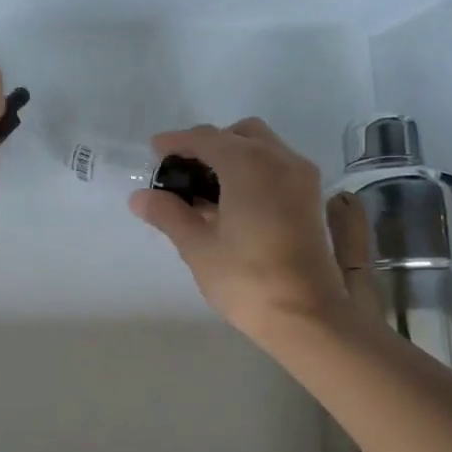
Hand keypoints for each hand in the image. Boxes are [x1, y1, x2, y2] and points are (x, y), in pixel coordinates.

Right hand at [130, 118, 349, 339]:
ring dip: (234, 157)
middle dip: (210, 144)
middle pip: (240, 134)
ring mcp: (302, 179)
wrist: (307, 316)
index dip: (178, 142)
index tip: (154, 150)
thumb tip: (140, 196)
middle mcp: (280, 160)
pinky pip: (278, 169)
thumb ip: (169, 214)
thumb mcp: (198, 246)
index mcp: (249, 164)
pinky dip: (254, 172)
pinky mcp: (311, 201)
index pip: (207, 138)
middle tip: (183, 171)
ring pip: (264, 149)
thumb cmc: (246, 278)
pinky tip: (234, 203)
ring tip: (206, 190)